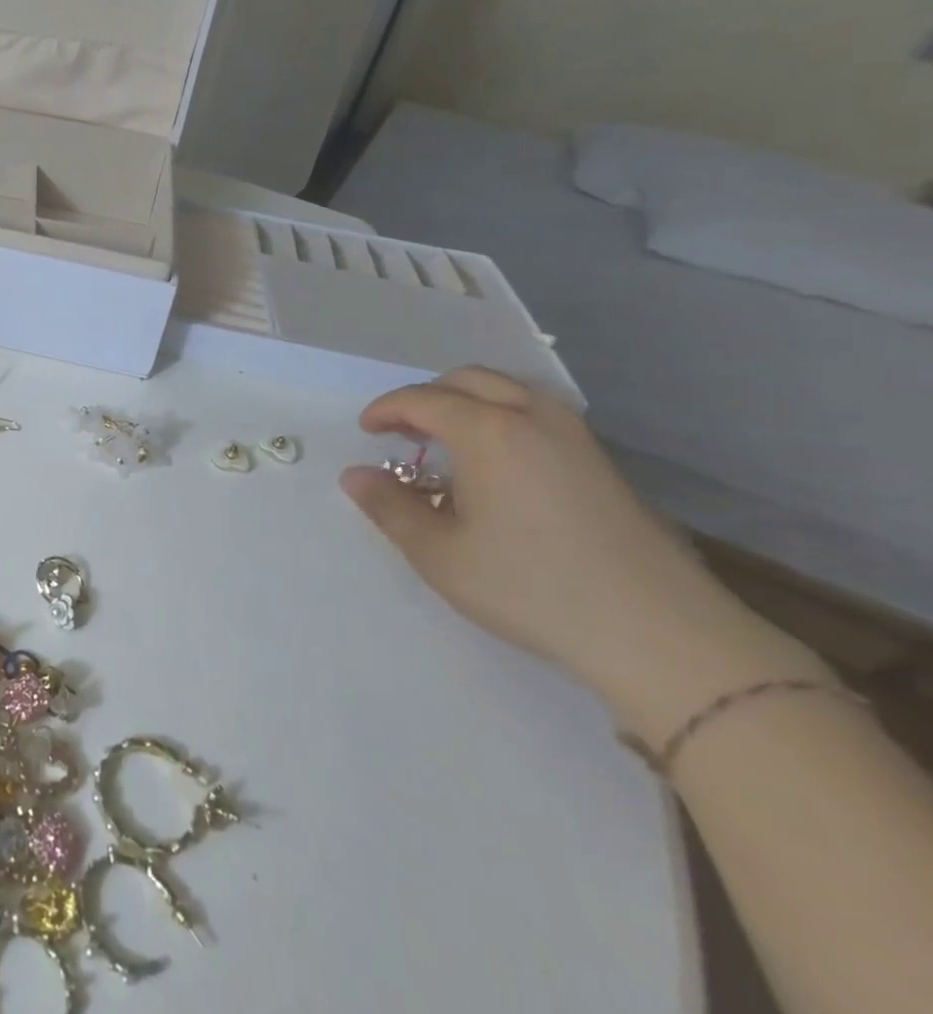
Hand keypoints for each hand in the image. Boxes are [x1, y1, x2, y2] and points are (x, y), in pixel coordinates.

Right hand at [338, 368, 824, 744]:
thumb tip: (354, 475)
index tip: (367, 432)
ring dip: (468, 402)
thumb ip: (389, 508)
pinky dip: (503, 417)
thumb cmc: (531, 588)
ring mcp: (575, 436)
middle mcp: (532, 417)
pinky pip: (538, 413)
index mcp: (487, 431)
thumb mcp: (439, 554)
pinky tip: (497, 465)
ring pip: (510, 391)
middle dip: (426, 397)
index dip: (386, 410)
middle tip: (403, 431)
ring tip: (447, 441)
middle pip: (468, 380)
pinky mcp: (602, 461)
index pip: (422, 400)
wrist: (658, 633)